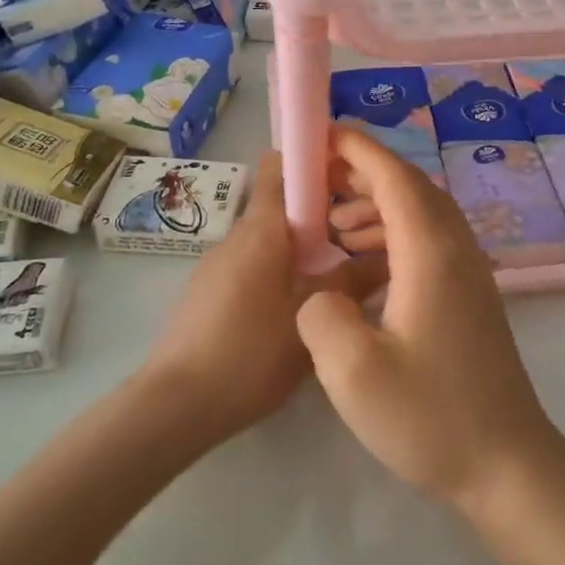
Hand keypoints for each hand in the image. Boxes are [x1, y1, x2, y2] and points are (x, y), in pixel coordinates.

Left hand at [144, 153, 383, 442]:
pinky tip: (302, 307)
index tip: (350, 174)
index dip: (313, 160)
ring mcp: (218, 265)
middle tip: (362, 236)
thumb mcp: (311, 317)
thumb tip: (387, 256)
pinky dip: (281, 270)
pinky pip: (254, 264)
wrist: (177, 404)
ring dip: (304, 247)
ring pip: (270, 239)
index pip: (281, 166)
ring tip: (340, 275)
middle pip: (282, 205)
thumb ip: (352, 282)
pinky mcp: (210, 292)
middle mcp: (237, 237)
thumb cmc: (250, 353)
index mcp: (262, 230)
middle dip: (322, 212)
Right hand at [297, 127, 564, 509]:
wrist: (506, 464)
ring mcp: (470, 275)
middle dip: (364, 174)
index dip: (359, 150)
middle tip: (318, 179)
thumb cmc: (431, 417)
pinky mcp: (470, 299)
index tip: (322, 135)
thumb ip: (321, 316)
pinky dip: (393, 237)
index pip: (396, 179)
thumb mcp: (353, 374)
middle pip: (412, 189)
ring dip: (377, 208)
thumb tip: (322, 292)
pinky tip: (363, 265)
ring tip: (332, 225)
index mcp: (432, 254)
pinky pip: (429, 244)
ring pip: (422, 216)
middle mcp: (457, 252)